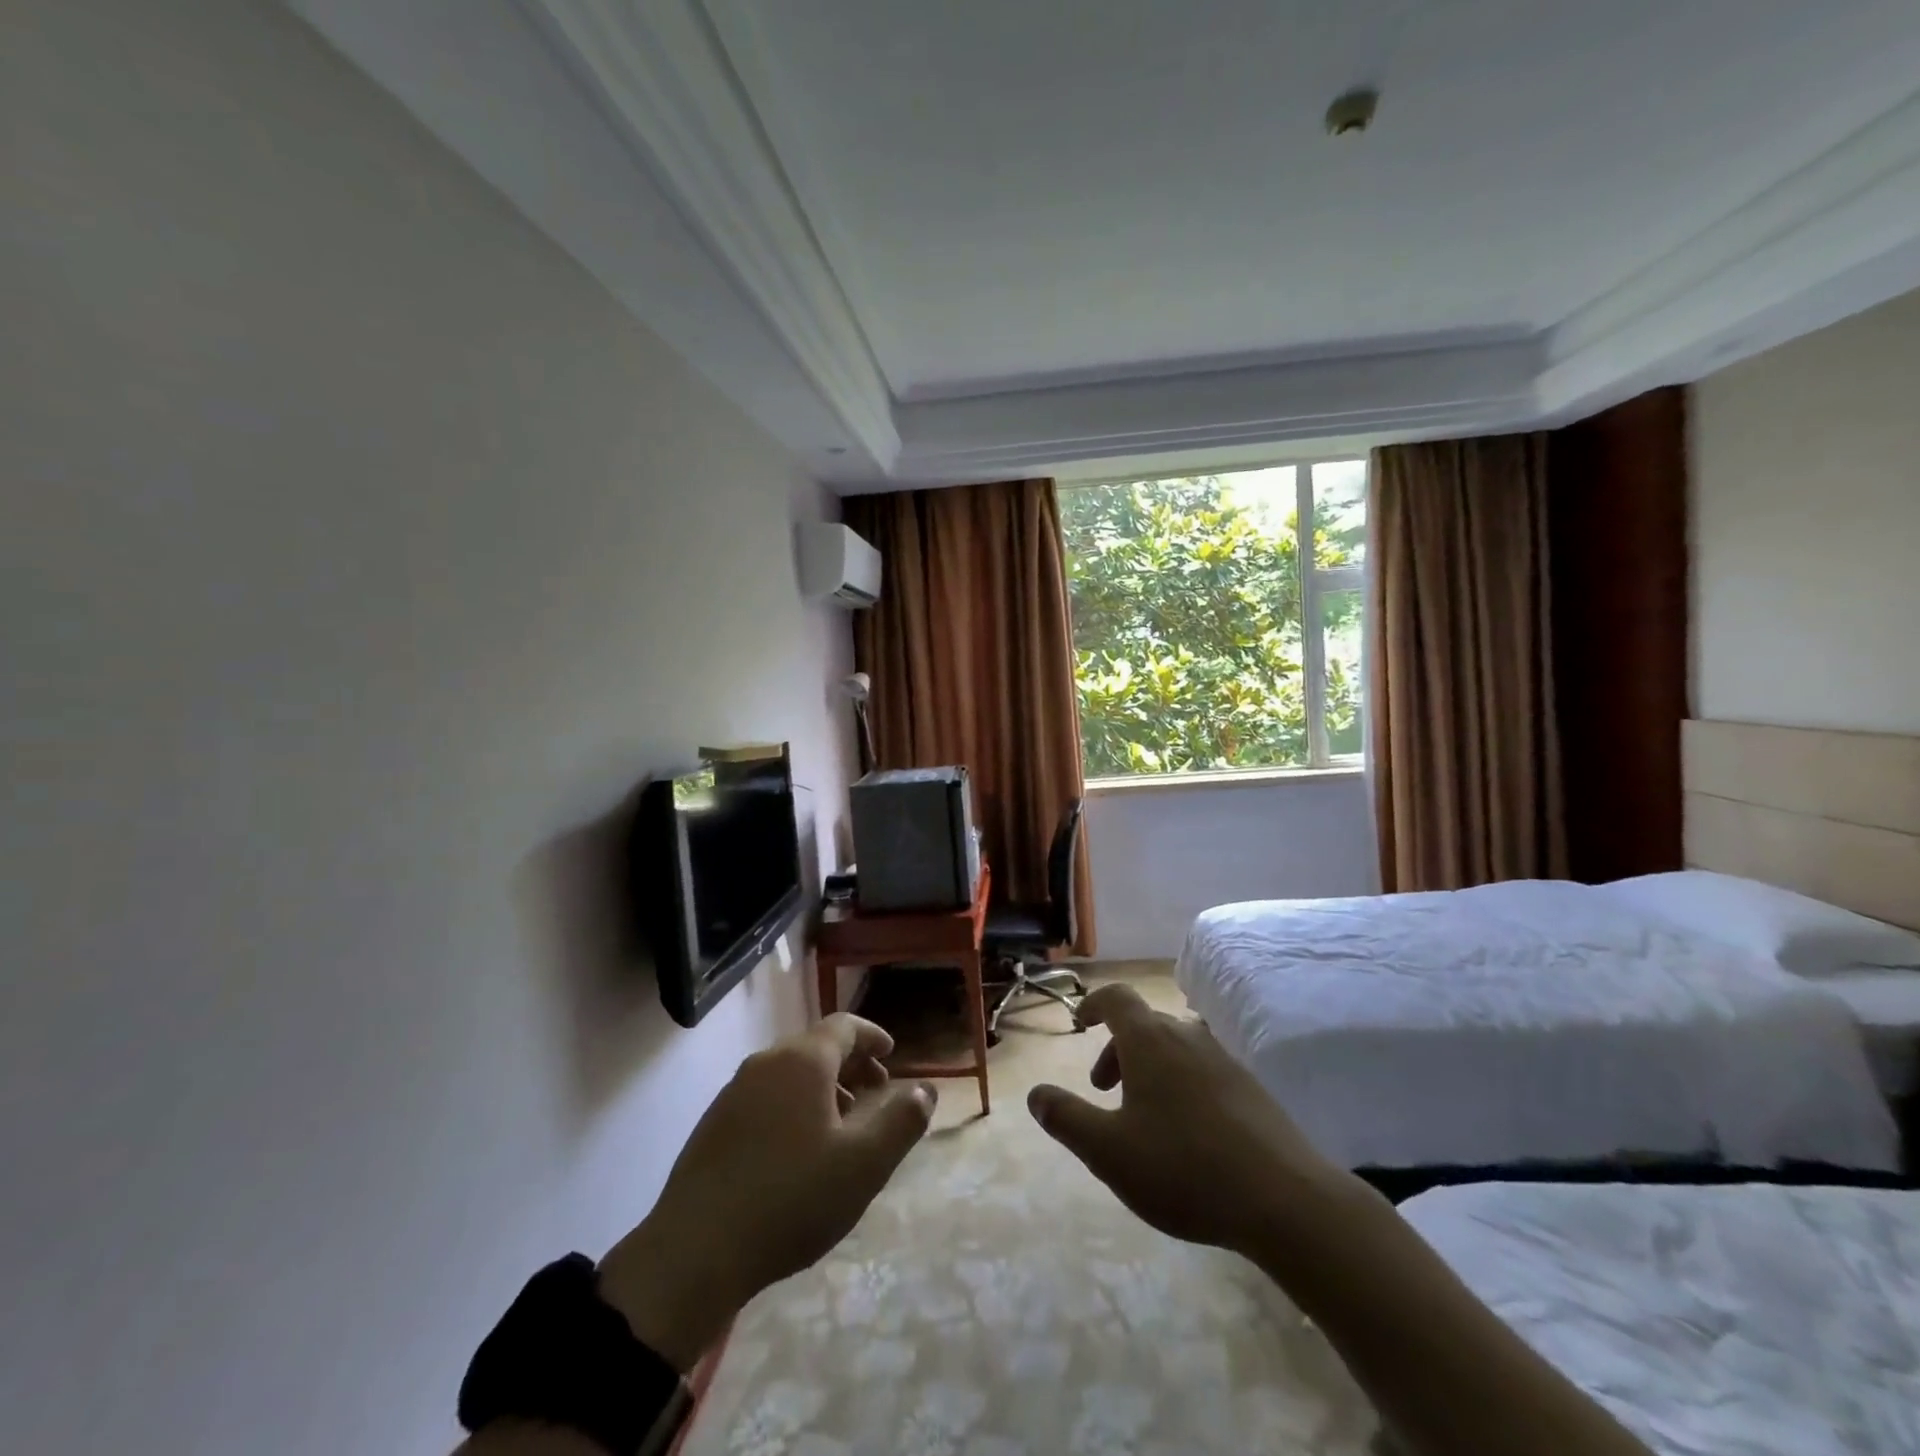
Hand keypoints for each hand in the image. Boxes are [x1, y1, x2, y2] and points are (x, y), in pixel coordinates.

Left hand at [597, 1014, 934, 1370]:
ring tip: (841, 1125)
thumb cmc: (790, 1199)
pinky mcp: (713, 1124)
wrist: (693, 1252)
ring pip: (789, 1073)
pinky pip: (766, 1097)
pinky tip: (798, 1150)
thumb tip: (926, 1089)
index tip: (892, 1053)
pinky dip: (793, 1105)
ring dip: (823, 1087)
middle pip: (816, 1047)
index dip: (872, 1035)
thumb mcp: (863, 1165)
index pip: (844, 1026)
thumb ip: (901, 1122)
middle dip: (851, 1064)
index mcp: (802, 1061)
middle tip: (875, 1093)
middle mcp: (766, 1063)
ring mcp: (734, 1092)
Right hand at [1027, 983, 1347, 1258]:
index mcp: (1150, 1040)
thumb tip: (1035, 1094)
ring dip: (1148, 1069)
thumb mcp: (1109, 1151)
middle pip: (1143, 1025)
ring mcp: (1224, 1060)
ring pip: (1173, 1048)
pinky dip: (1180, 1084)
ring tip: (1142, 1117)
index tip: (1079, 1023)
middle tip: (1103, 1091)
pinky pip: (1201, 1070)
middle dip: (1117, 1050)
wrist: (1285, 1199)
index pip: (1116, 998)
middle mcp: (1187, 1036)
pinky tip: (1187, 1134)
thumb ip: (1067, 1118)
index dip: (1093, 1004)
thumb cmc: (1183, 1167)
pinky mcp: (1251, 1088)